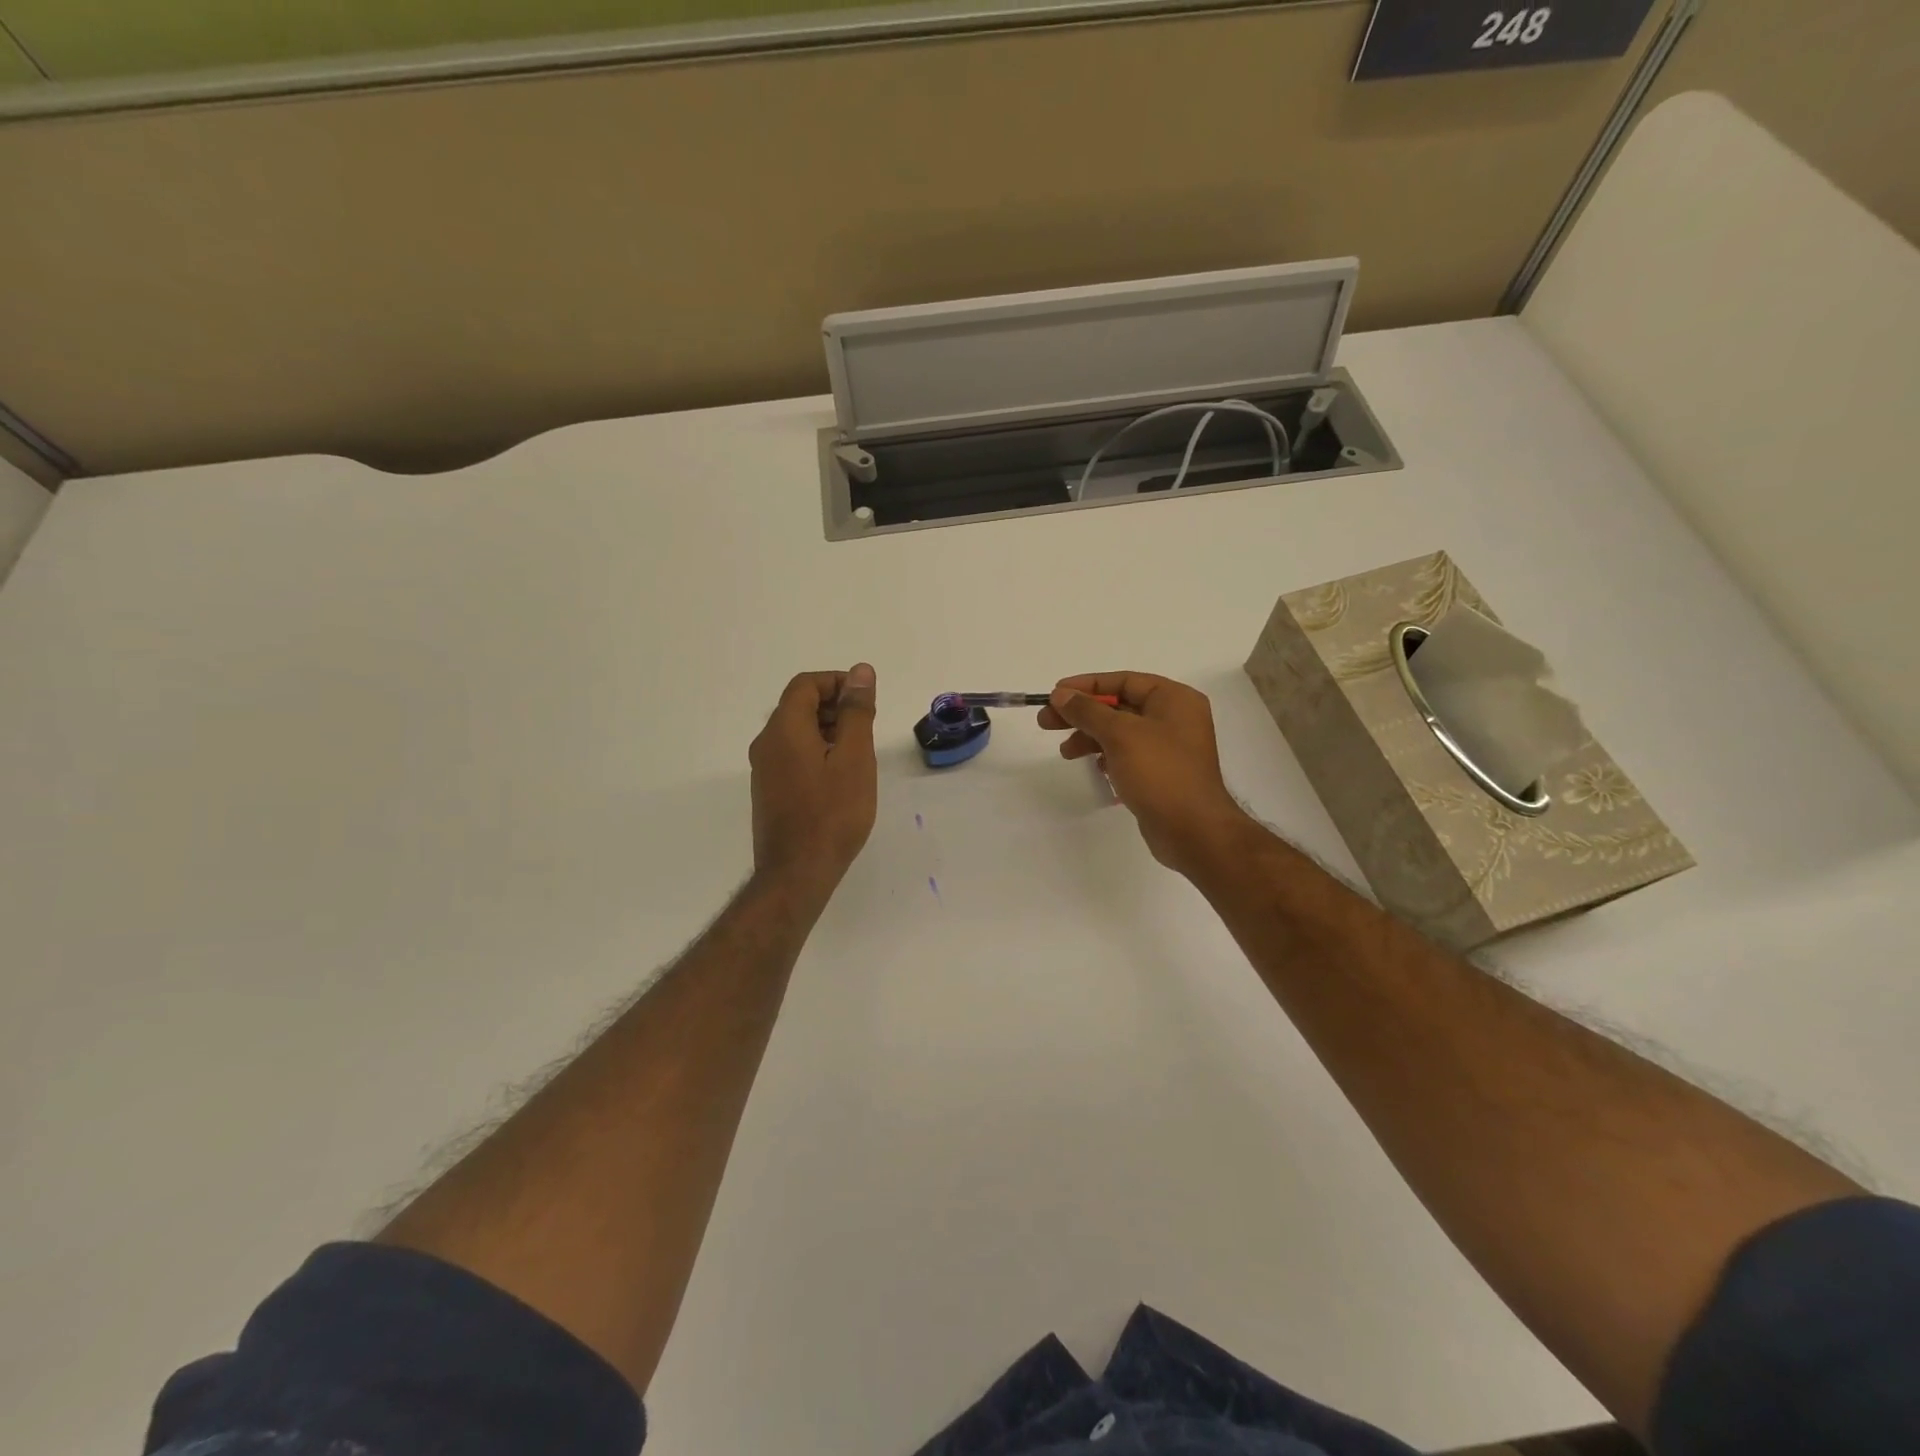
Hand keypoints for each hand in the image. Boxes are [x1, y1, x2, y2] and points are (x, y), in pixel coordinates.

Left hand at [749, 665, 878, 893]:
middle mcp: (766, 743)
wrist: (797, 873)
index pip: (805, 685)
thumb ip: (856, 712)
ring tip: (858, 754)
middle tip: (867, 728)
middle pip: (798, 706)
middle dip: (835, 707)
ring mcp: (764, 769)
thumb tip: (860, 672)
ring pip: (796, 732)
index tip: (866, 700)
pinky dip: (817, 752)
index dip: (837, 683)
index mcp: (783, 729)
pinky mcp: (768, 791)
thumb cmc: (832, 813)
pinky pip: (792, 755)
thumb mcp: (854, 757)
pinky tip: (840, 778)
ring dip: (828, 731)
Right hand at [1039, 672, 1251, 875]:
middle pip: (1119, 706)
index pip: (1123, 681)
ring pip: (1120, 732)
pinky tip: (1095, 768)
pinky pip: (1127, 755)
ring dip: (1090, 738)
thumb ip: (1087, 711)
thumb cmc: (1160, 773)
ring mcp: (1169, 748)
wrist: (1193, 830)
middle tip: (1045, 722)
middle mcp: (1174, 718)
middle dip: (1082, 714)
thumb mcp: (1120, 735)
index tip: (1054, 693)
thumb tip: (1060, 694)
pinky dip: (1107, 757)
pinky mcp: (1161, 773)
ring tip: (1065, 752)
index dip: (1086, 685)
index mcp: (1174, 699)